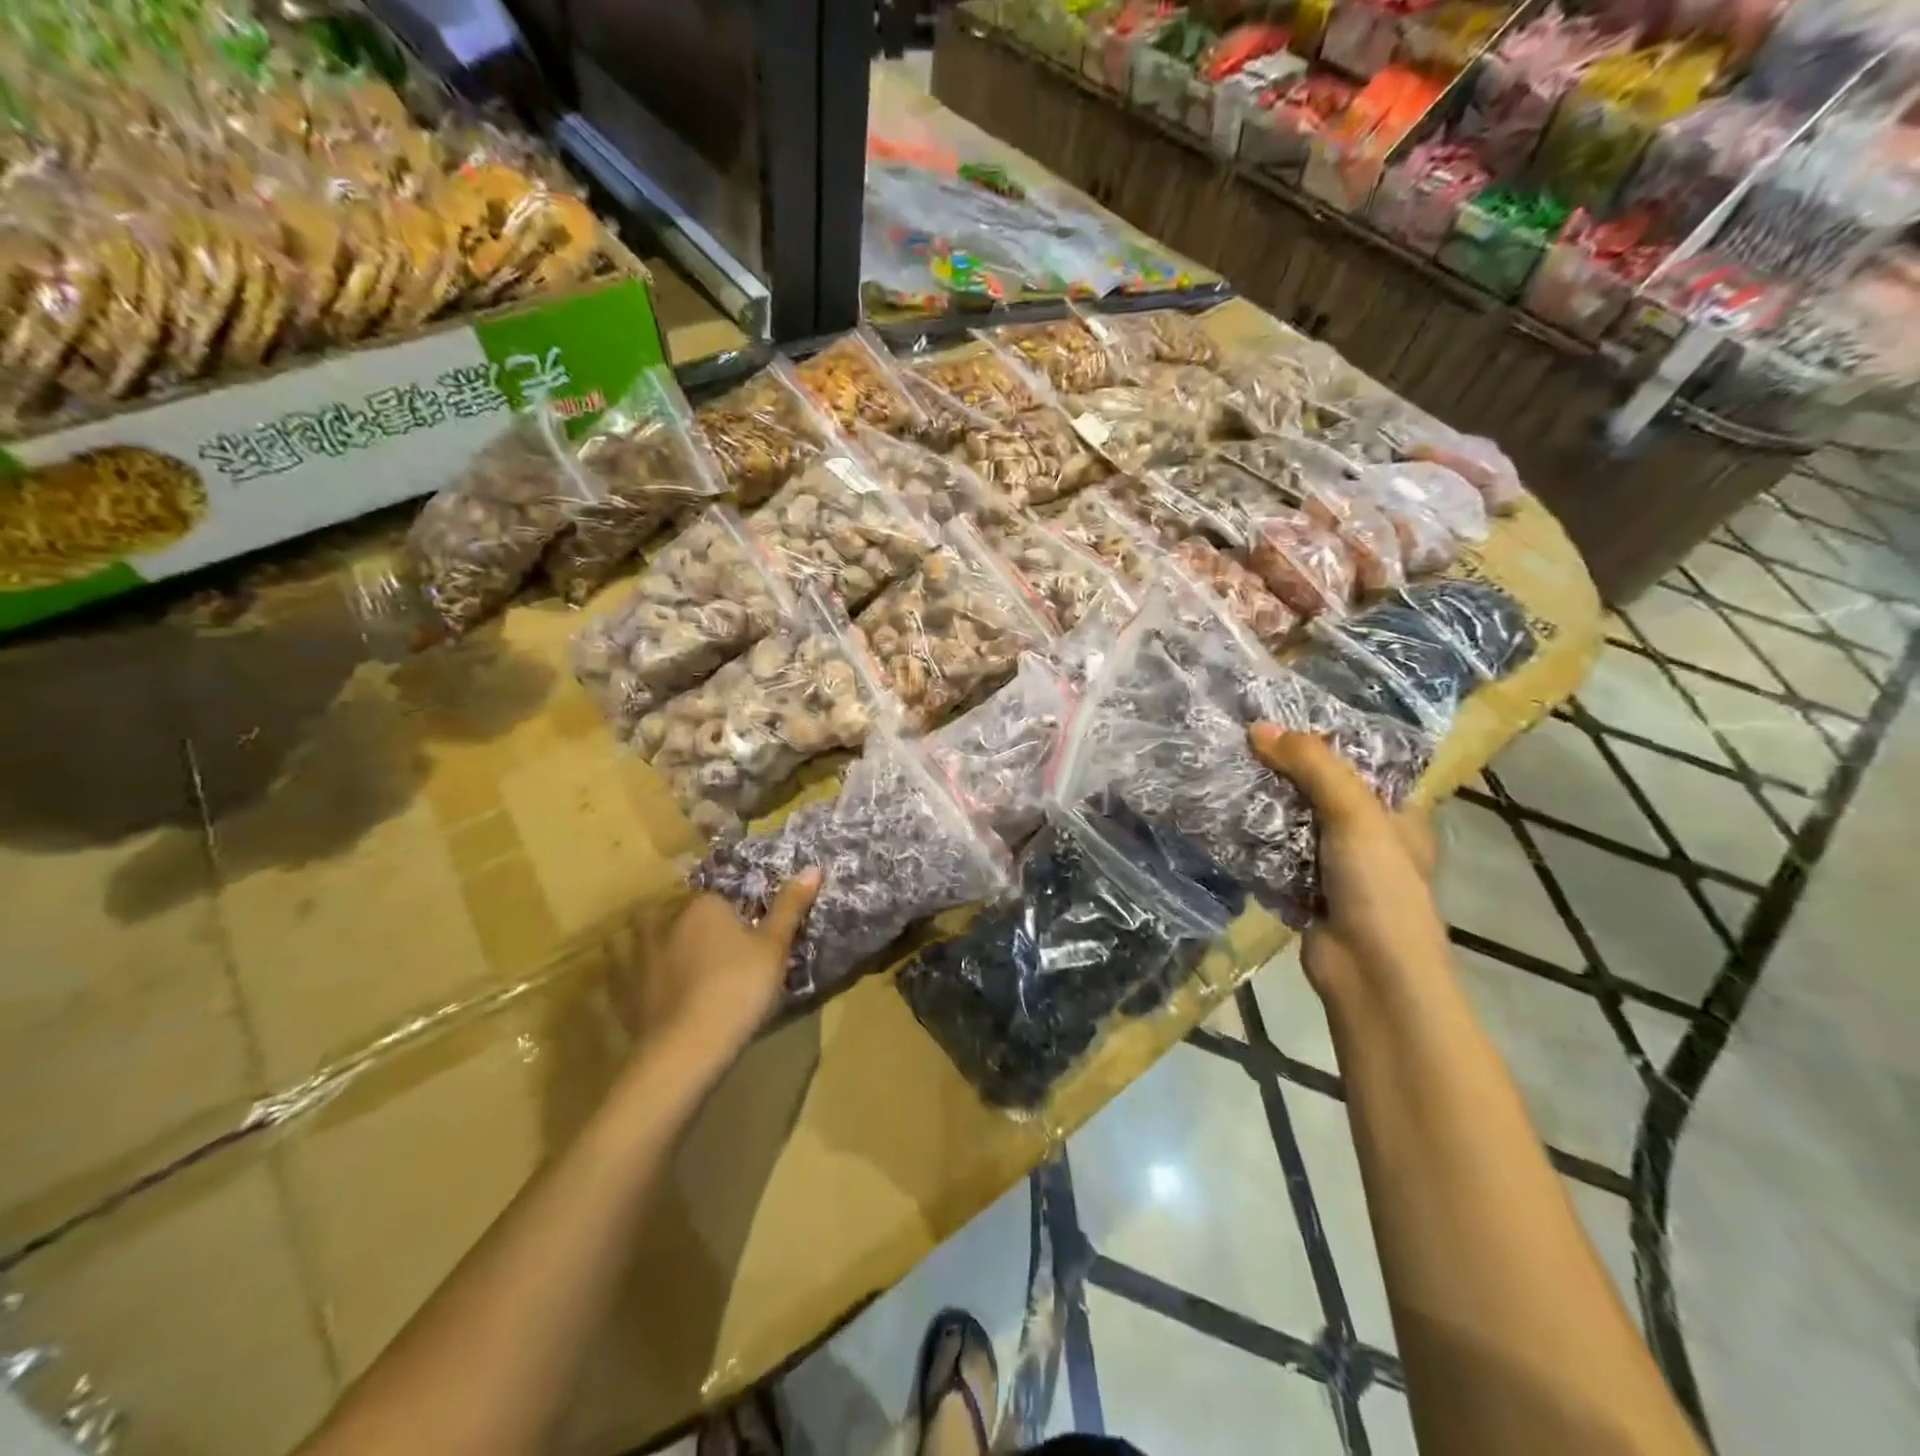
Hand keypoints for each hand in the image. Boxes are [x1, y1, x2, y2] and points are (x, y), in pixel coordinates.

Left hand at [625, 870, 821, 1065]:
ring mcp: (644, 958)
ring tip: (682, 959)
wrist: (688, 1047)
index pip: (723, 896)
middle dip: (700, 924)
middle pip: (688, 914)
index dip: (738, 911)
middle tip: (724, 946)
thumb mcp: (775, 946)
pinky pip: (631, 973)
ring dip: (661, 941)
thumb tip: (812, 867)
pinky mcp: (630, 992)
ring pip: (651, 938)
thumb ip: (790, 907)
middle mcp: (670, 923)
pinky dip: (640, 975)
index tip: (752, 931)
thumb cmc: (739, 987)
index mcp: (705, 906)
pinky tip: (652, 986)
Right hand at [1249, 725, 1446, 1001]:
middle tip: (1239, 742)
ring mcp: (1333, 867)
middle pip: (1318, 792)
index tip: (1278, 718)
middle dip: (1281, 771)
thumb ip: (1312, 766)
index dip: (1323, 741)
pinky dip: (1250, 841)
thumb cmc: (1380, 886)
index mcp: (1396, 815)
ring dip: (1261, 806)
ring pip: (1290, 824)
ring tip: (1222, 771)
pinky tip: (1220, 818)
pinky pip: (1271, 856)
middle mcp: (1366, 837)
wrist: (1371, 972)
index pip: (1359, 765)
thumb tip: (1258, 727)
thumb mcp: (1354, 813)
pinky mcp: (1302, 891)